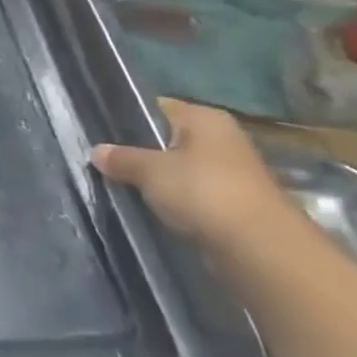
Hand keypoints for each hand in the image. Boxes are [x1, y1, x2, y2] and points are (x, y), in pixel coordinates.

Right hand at [91, 98, 292, 250]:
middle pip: (168, 139)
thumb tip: (95, 151)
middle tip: (106, 162)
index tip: (101, 133)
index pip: (157, 107)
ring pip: (180, 170)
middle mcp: (221, 139)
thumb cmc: (203, 192)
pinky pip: (193, 196)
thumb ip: (121, 158)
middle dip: (141, 152)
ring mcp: (231, 174)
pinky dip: (175, 203)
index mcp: (204, 118)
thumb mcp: (150, 170)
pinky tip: (151, 210)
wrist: (260, 249)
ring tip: (122, 186)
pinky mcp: (234, 206)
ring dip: (158, 181)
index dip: (129, 117)